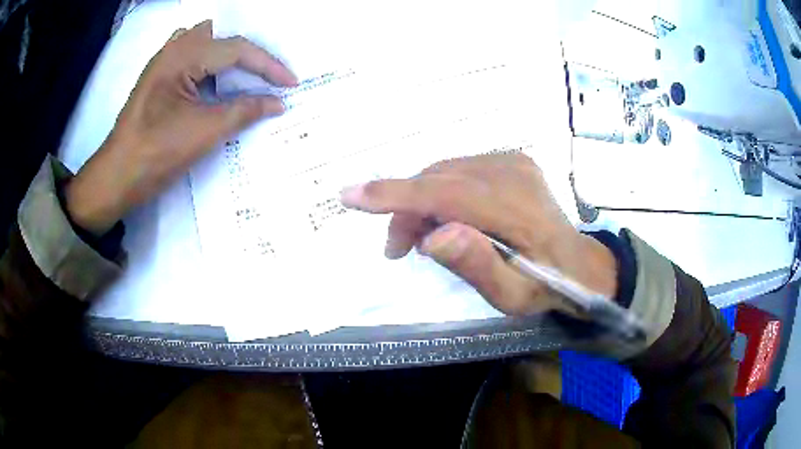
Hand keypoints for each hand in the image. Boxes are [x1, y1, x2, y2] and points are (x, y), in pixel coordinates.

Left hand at [65, 21, 297, 234]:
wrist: (116, 178)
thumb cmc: (156, 155)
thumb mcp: (204, 132)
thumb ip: (244, 111)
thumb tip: (277, 102)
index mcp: (183, 56)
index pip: (237, 50)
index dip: (268, 66)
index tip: (291, 84)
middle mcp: (173, 49)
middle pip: (223, 41)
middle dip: (249, 58)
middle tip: (268, 80)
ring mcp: (162, 61)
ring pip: (206, 43)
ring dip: (226, 56)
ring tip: (242, 77)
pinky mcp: (157, 76)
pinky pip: (190, 55)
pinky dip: (208, 63)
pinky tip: (211, 80)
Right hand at [341, 153, 616, 315]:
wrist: (581, 263)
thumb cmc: (546, 288)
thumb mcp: (513, 297)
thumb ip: (478, 266)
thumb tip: (432, 236)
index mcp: (516, 210)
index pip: (444, 193)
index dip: (394, 196)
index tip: (350, 196)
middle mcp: (512, 172)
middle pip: (437, 180)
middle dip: (405, 210)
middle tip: (397, 249)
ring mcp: (513, 161)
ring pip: (443, 172)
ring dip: (422, 202)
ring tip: (420, 238)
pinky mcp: (511, 159)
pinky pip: (458, 169)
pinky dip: (440, 192)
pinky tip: (447, 218)